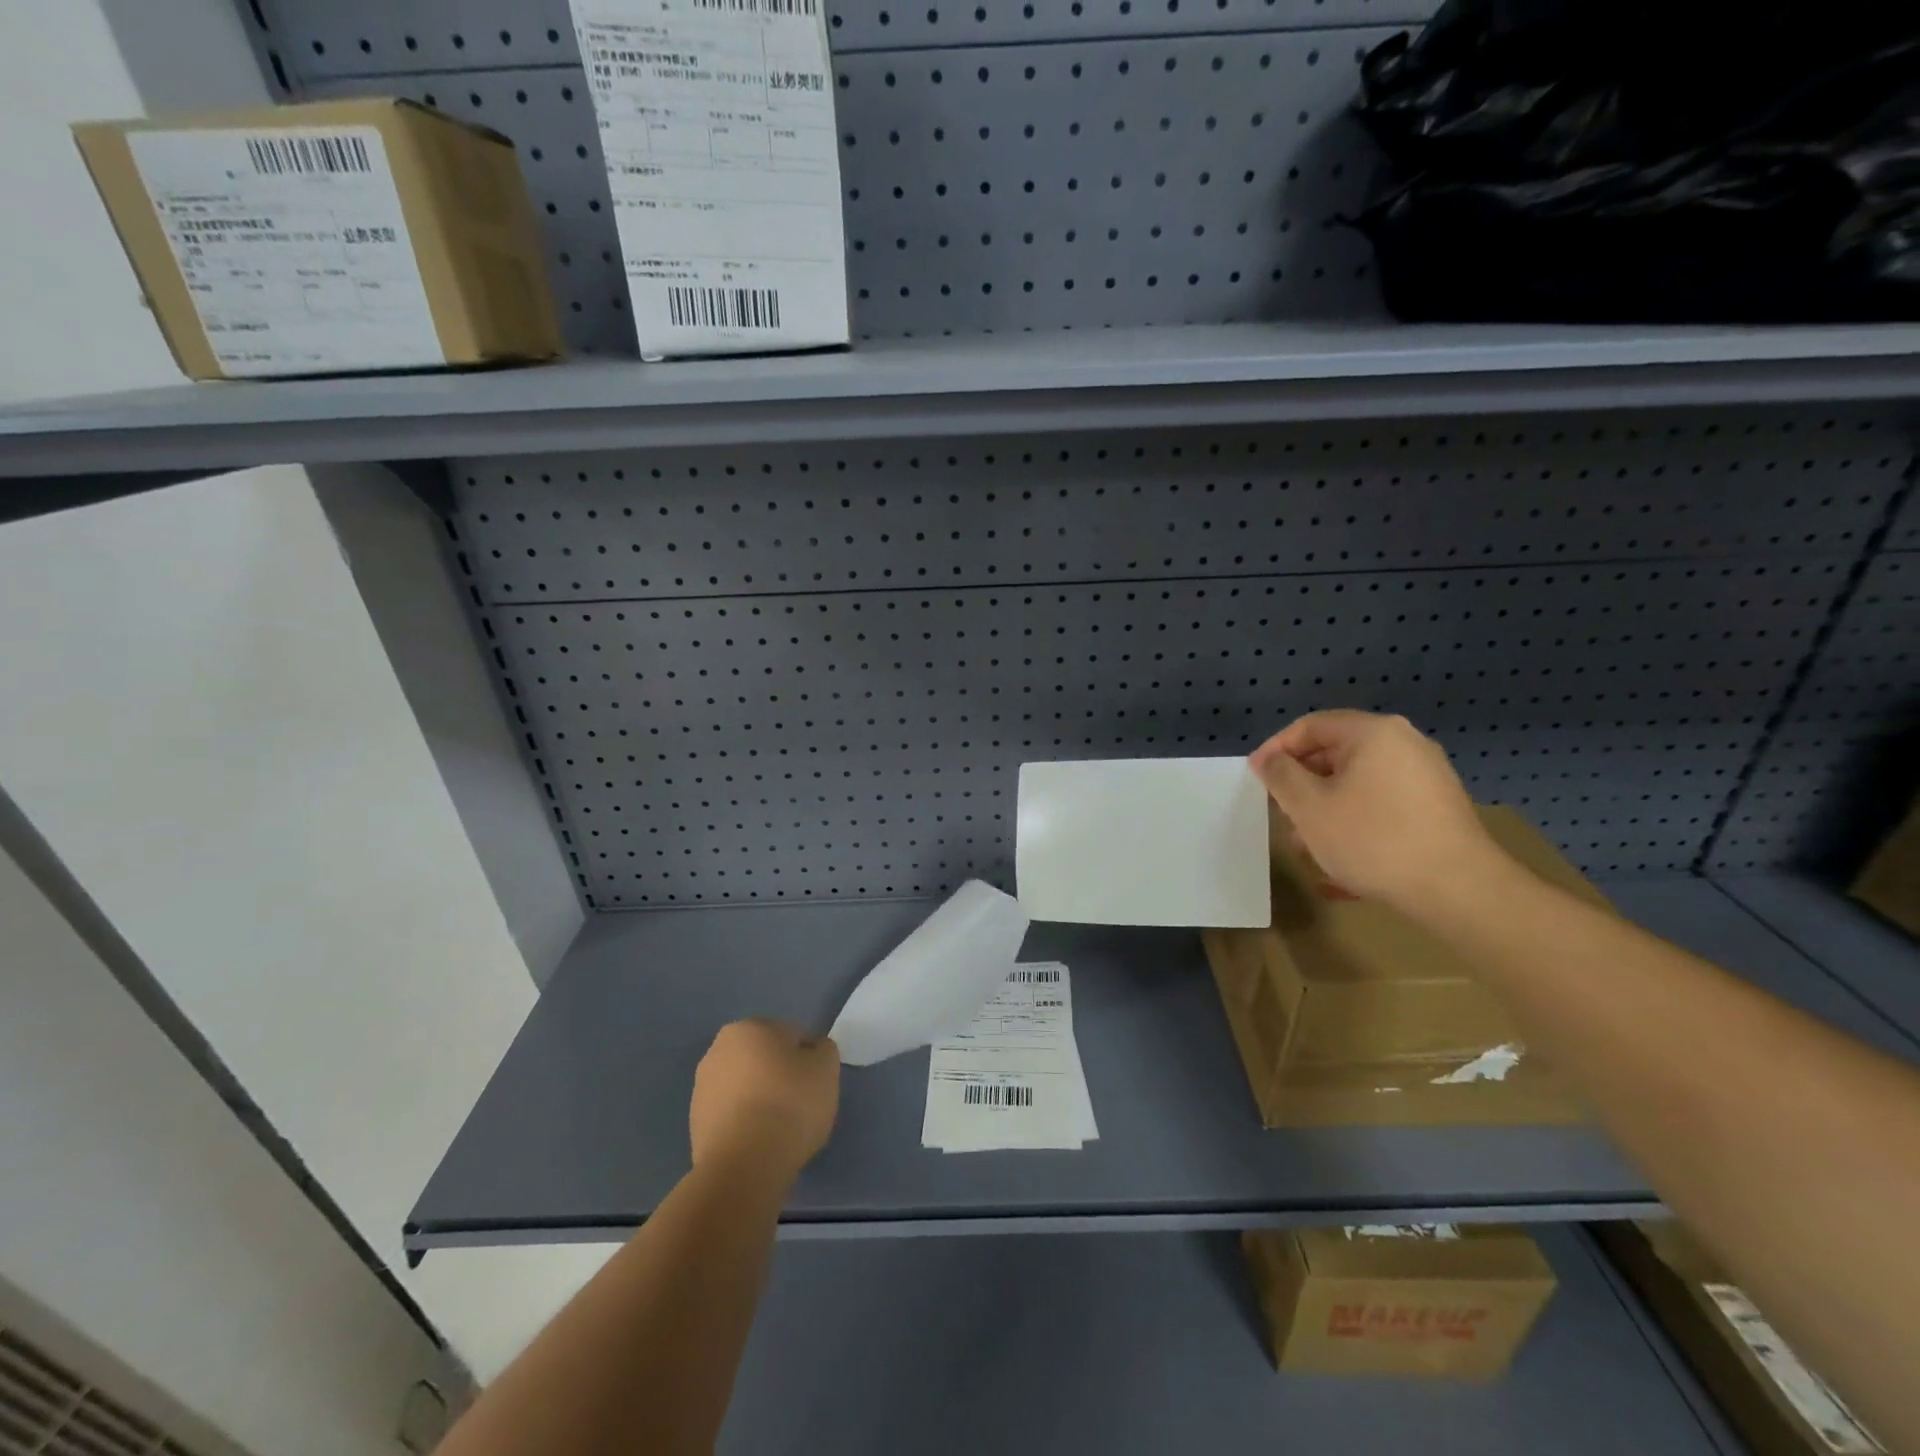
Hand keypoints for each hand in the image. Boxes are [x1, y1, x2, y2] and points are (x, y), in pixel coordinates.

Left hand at [689, 1020, 839, 1183]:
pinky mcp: (695, 1124)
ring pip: (747, 1087)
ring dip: (762, 1100)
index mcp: (750, 1027)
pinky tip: (759, 1144)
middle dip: (781, 1077)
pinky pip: (732, 1115)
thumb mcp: (826, 1068)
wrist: (743, 1166)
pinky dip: (746, 1124)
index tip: (816, 1087)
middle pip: (765, 1059)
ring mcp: (702, 1087)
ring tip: (779, 1130)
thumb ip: (823, 1051)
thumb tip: (811, 1053)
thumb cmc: (789, 1105)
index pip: (792, 1036)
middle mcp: (719, 1049)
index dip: (809, 1061)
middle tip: (799, 1107)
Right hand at [1248, 711, 1503, 912]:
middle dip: (1301, 783)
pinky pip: (1382, 801)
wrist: (1458, 889)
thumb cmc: (1372, 838)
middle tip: (1280, 812)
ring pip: (1357, 782)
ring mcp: (1426, 775)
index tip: (1256, 779)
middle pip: (1335, 753)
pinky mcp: (1437, 806)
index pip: (1310, 726)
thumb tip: (1269, 759)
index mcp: (1373, 732)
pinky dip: (1354, 818)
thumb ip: (1281, 775)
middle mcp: (1404, 743)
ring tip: (1307, 844)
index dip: (1275, 750)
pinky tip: (1342, 854)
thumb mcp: (1309, 807)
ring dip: (1325, 806)